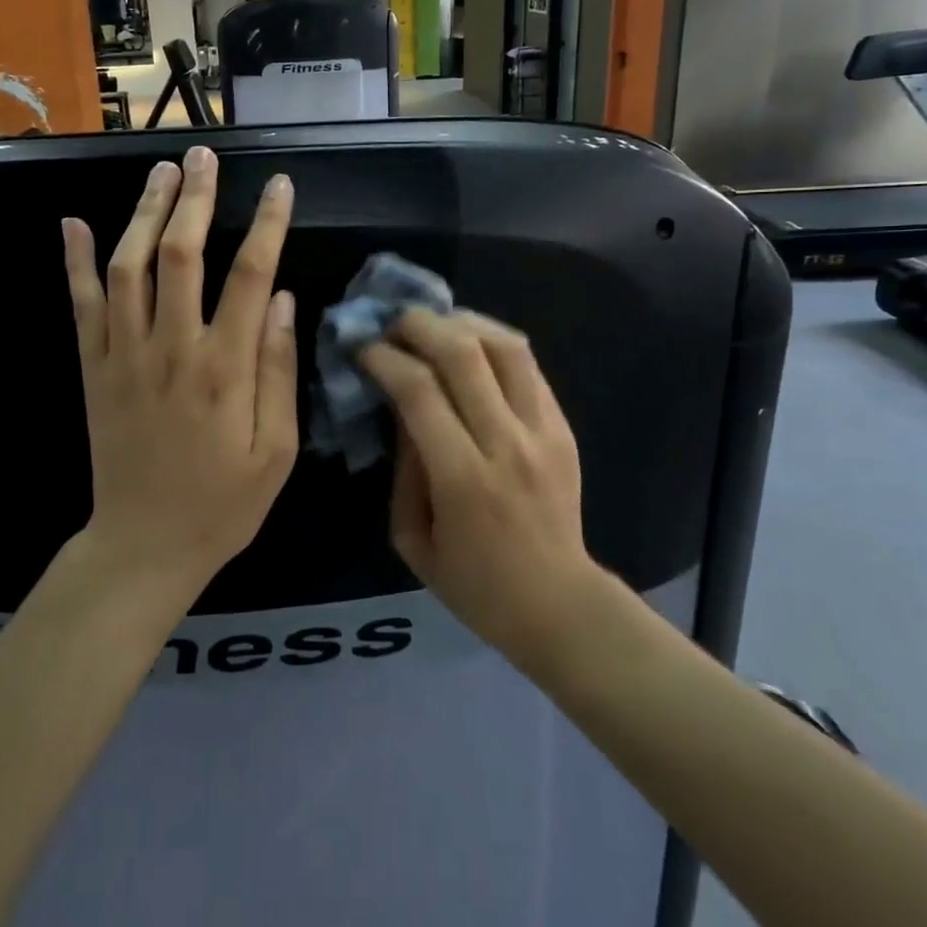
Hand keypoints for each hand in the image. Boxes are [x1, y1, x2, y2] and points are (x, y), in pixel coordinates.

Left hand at [62, 145, 297, 589]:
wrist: (143, 546)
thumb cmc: (222, 504)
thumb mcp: (276, 451)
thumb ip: (278, 371)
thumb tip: (280, 297)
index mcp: (223, 369)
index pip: (248, 276)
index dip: (267, 225)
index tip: (280, 186)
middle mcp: (170, 349)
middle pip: (179, 255)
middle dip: (194, 200)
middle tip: (203, 155)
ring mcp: (123, 355)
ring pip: (128, 267)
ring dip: (143, 213)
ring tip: (161, 172)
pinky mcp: (92, 368)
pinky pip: (81, 304)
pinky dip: (76, 261)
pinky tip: (74, 222)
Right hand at [358, 309, 592, 661]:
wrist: (557, 604)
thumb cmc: (473, 582)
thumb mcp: (412, 538)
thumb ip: (403, 467)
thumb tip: (398, 405)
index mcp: (463, 479)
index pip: (419, 390)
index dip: (384, 358)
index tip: (363, 349)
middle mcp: (506, 443)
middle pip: (462, 353)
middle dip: (418, 325)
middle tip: (393, 325)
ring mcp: (542, 430)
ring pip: (504, 345)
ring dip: (461, 322)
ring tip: (433, 325)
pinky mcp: (563, 425)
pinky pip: (528, 364)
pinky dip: (492, 340)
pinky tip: (469, 343)